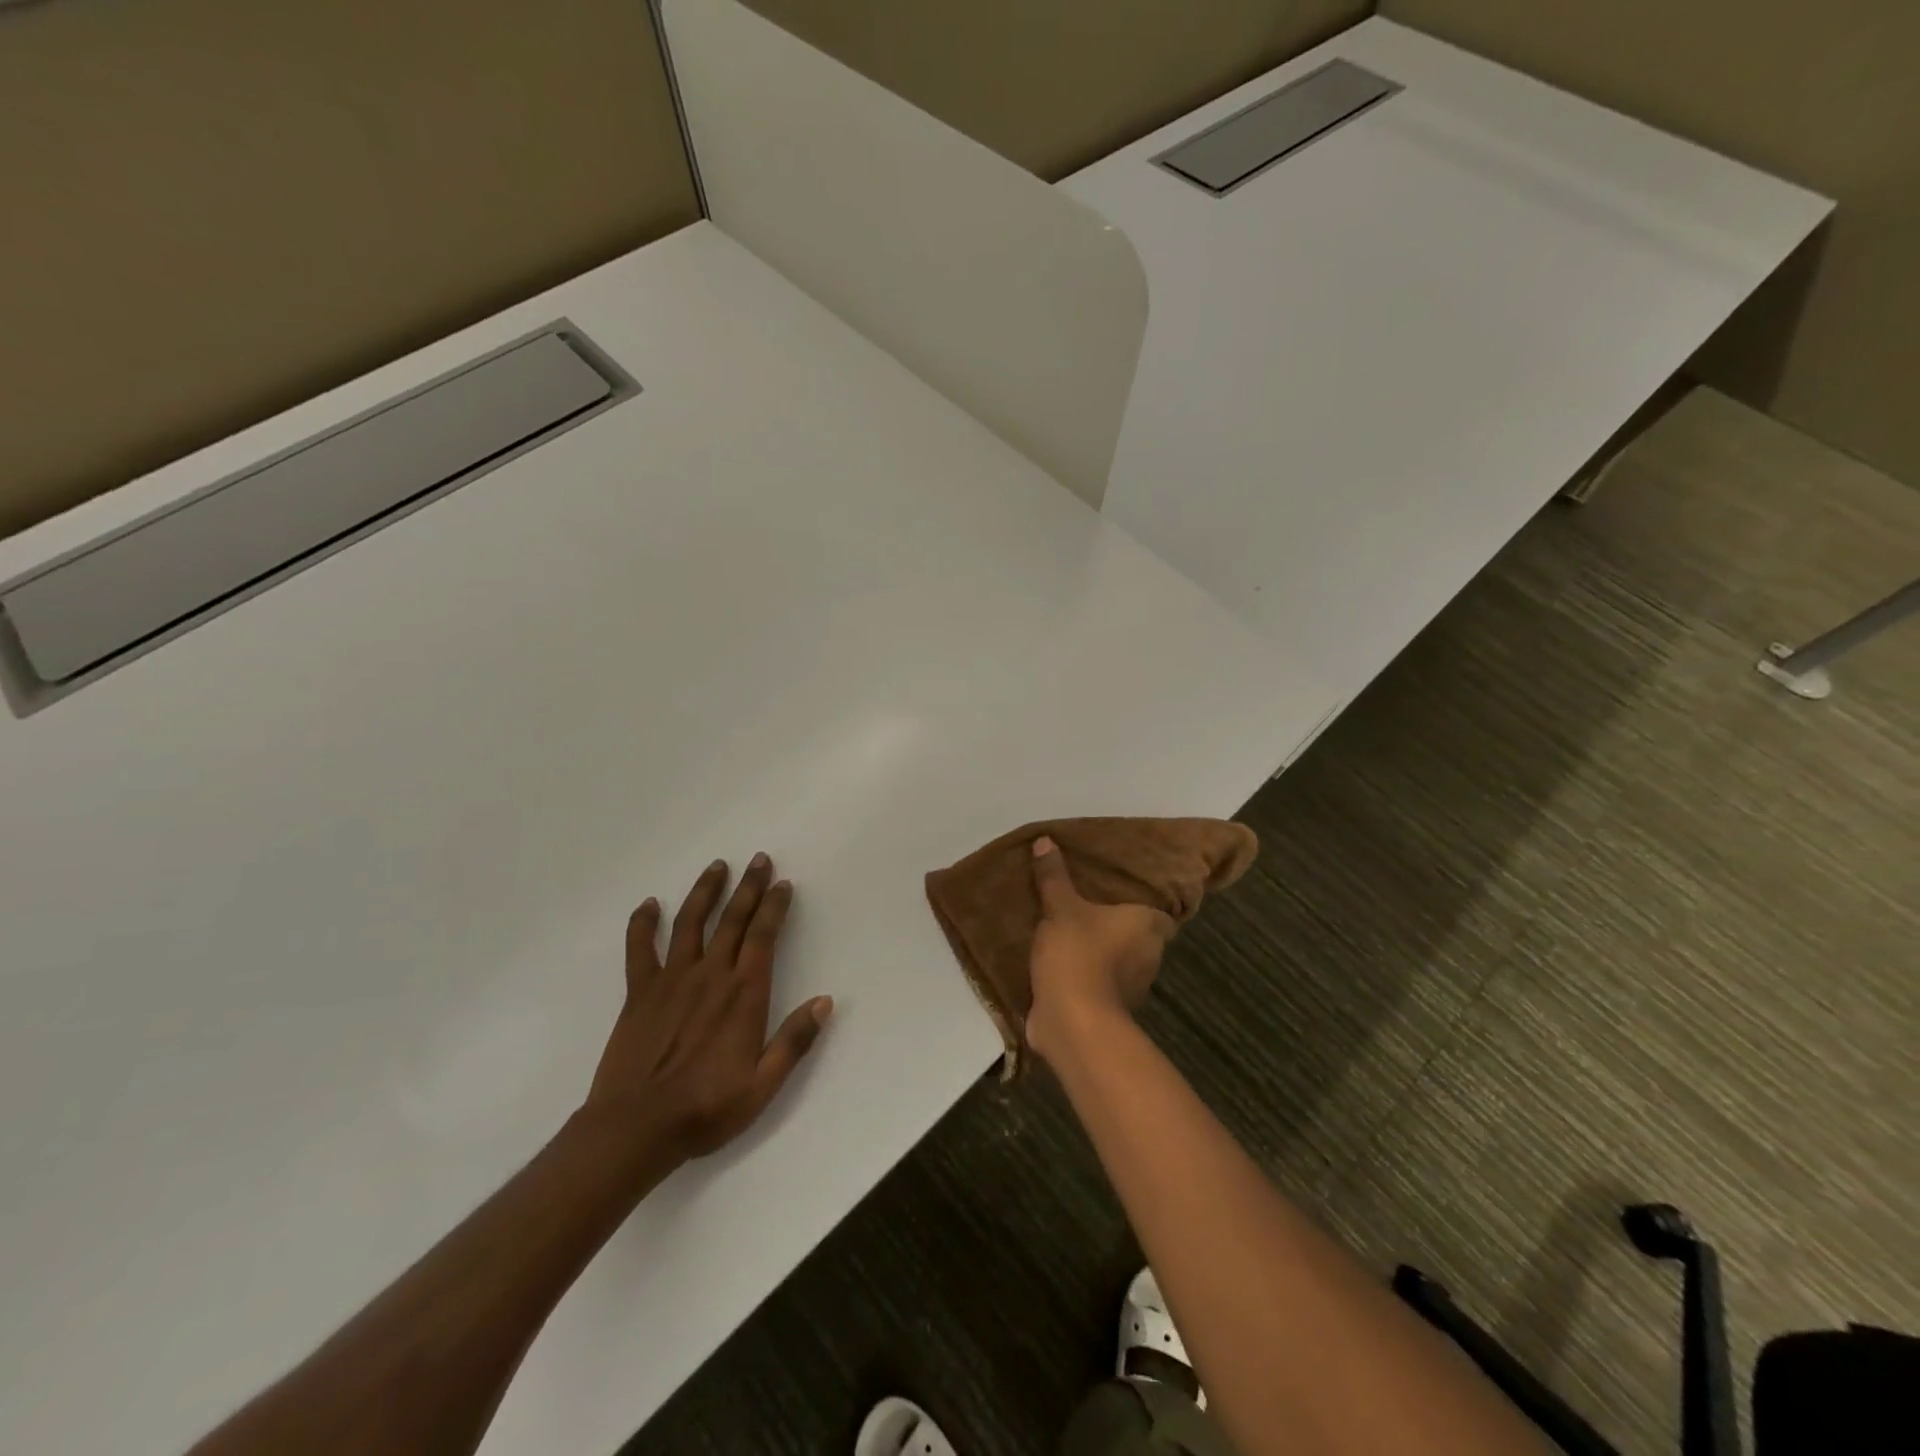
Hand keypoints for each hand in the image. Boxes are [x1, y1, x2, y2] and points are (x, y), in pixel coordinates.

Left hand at [583, 853, 832, 1162]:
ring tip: (717, 866)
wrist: (636, 1128)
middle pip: (733, 919)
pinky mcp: (639, 992)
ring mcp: (672, 979)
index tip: (782, 883)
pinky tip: (649, 905)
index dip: (774, 906)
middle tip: (759, 859)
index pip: (764, 935)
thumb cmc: (706, 1108)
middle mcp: (711, 975)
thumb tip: (825, 1001)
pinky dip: (643, 924)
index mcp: (744, 993)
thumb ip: (795, 1040)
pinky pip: (640, 949)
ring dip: (706, 892)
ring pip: (691, 923)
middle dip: (748, 886)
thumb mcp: (763, 1084)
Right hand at [1025, 836, 1174, 1065]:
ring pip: (1120, 964)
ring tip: (1071, 936)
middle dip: (1117, 930)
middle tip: (1088, 910)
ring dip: (1101, 956)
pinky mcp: (1110, 1012)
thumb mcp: (1060, 908)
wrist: (1072, 1021)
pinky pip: (1100, 987)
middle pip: (1138, 938)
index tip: (1120, 898)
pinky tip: (1062, 968)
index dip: (1143, 907)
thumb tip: (1046, 839)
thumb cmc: (1077, 954)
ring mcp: (1132, 989)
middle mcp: (1150, 957)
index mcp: (1148, 927)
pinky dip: (1086, 980)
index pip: (1159, 914)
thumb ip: (1053, 877)